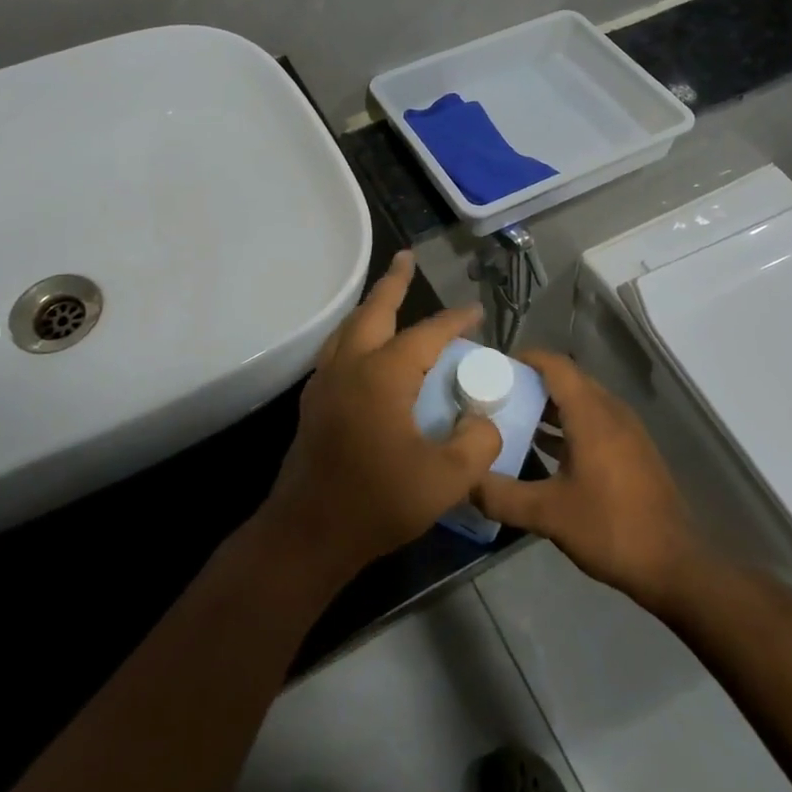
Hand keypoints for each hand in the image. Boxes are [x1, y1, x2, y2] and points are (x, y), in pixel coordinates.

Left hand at [259, 251, 501, 583]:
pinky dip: (355, 333)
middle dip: (393, 282)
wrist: (307, 534)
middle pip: (373, 310)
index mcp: (382, 375)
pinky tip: (364, 347)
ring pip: (349, 327)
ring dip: (370, 305)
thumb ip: (476, 444)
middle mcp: (350, 366)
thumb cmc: (376, 503)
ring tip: (386, 294)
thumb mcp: (445, 480)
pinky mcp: (314, 402)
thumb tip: (484, 421)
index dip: (454, 321)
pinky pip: (337, 349)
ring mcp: (325, 382)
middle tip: (406, 258)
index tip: (476, 312)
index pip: (426, 334)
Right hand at [473, 351, 701, 610]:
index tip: (493, 366)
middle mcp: (611, 412)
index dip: (525, 359)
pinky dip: (568, 424)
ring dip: (550, 405)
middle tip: (495, 394)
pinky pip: (595, 421)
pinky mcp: (633, 451)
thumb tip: (464, 483)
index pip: (555, 365)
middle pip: (568, 380)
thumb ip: (502, 496)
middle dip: (532, 382)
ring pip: (582, 401)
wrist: (674, 565)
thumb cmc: (610, 529)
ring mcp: (626, 431)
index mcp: (591, 414)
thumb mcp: (548, 515)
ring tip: (512, 418)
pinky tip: (545, 449)